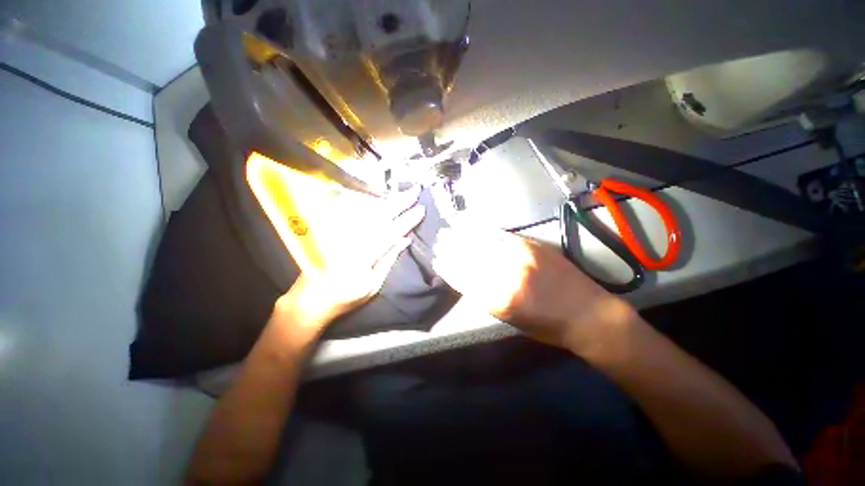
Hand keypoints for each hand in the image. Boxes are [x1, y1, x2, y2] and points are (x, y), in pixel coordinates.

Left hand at [275, 187, 425, 333]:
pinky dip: (371, 205)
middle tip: (414, 191)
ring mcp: (342, 233)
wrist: (312, 298)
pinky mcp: (335, 231)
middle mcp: (352, 238)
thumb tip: (404, 239)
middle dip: (399, 202)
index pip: (390, 232)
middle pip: (379, 215)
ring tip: (401, 193)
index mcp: (363, 255)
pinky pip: (356, 213)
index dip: (407, 220)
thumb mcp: (373, 284)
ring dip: (387, 200)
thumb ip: (389, 259)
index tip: (420, 209)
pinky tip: (380, 200)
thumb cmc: (347, 296)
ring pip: (367, 211)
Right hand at [432, 226, 633, 350]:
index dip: (449, 268)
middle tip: (438, 241)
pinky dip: (485, 229)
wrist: (590, 315)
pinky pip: (503, 235)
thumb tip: (469, 279)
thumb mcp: (512, 321)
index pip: (465, 280)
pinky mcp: (533, 246)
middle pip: (471, 259)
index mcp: (500, 301)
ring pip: (484, 244)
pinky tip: (474, 224)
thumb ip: (488, 298)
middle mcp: (507, 277)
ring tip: (450, 228)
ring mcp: (521, 258)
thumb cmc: (549, 327)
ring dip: (464, 235)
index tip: (437, 260)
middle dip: (451, 248)